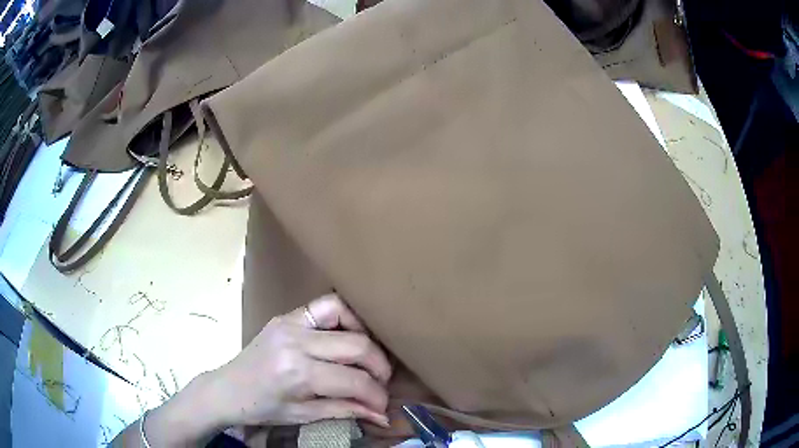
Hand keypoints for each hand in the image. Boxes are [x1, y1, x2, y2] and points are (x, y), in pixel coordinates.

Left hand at [213, 293, 391, 427]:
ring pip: (344, 312)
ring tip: (368, 356)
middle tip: (380, 382)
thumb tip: (384, 416)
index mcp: (296, 373)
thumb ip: (346, 410)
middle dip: (379, 366)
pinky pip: (325, 305)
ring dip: (365, 334)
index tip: (382, 405)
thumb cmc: (261, 409)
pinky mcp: (286, 316)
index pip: (354, 380)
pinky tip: (348, 336)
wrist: (226, 389)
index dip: (377, 395)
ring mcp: (289, 323)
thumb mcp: (304, 416)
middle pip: (357, 344)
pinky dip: (345, 317)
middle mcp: (295, 341)